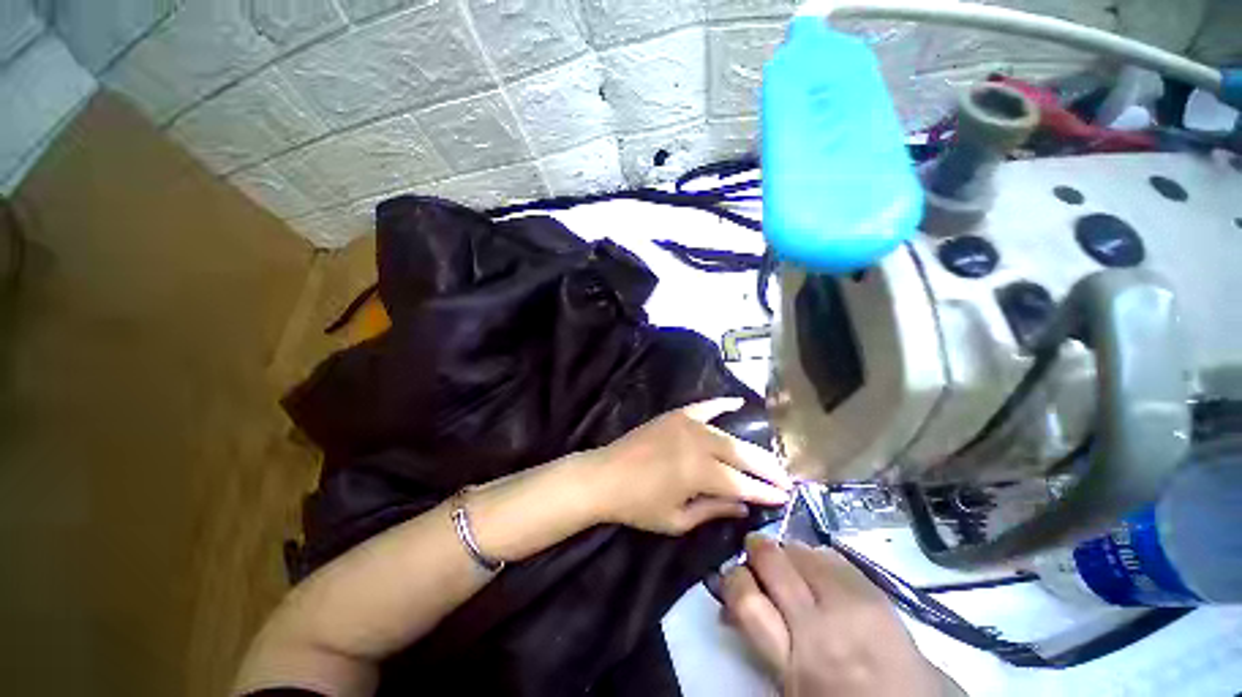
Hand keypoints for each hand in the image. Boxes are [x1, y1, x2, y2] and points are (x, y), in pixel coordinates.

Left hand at [582, 398, 792, 534]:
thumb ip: (713, 510)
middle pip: (741, 455)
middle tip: (786, 478)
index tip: (785, 496)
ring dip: (750, 446)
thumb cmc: (639, 505)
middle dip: (766, 468)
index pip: (742, 484)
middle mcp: (698, 444)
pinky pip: (705, 406)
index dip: (765, 491)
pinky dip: (722, 403)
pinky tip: (739, 402)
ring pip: (728, 434)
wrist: (605, 475)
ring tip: (769, 457)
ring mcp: (687, 425)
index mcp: (699, 473)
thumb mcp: (677, 519)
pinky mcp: (676, 415)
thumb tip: (744, 506)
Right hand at [721, 536, 945, 696]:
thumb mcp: (789, 689)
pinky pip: (832, 555)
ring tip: (786, 563)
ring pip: (801, 550)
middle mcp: (821, 626)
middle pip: (772, 561)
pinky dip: (816, 555)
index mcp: (795, 664)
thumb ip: (760, 643)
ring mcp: (853, 605)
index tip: (733, 580)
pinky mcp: (878, 593)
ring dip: (786, 551)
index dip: (731, 580)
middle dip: (755, 550)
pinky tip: (817, 569)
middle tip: (753, 555)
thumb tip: (732, 609)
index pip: (745, 599)